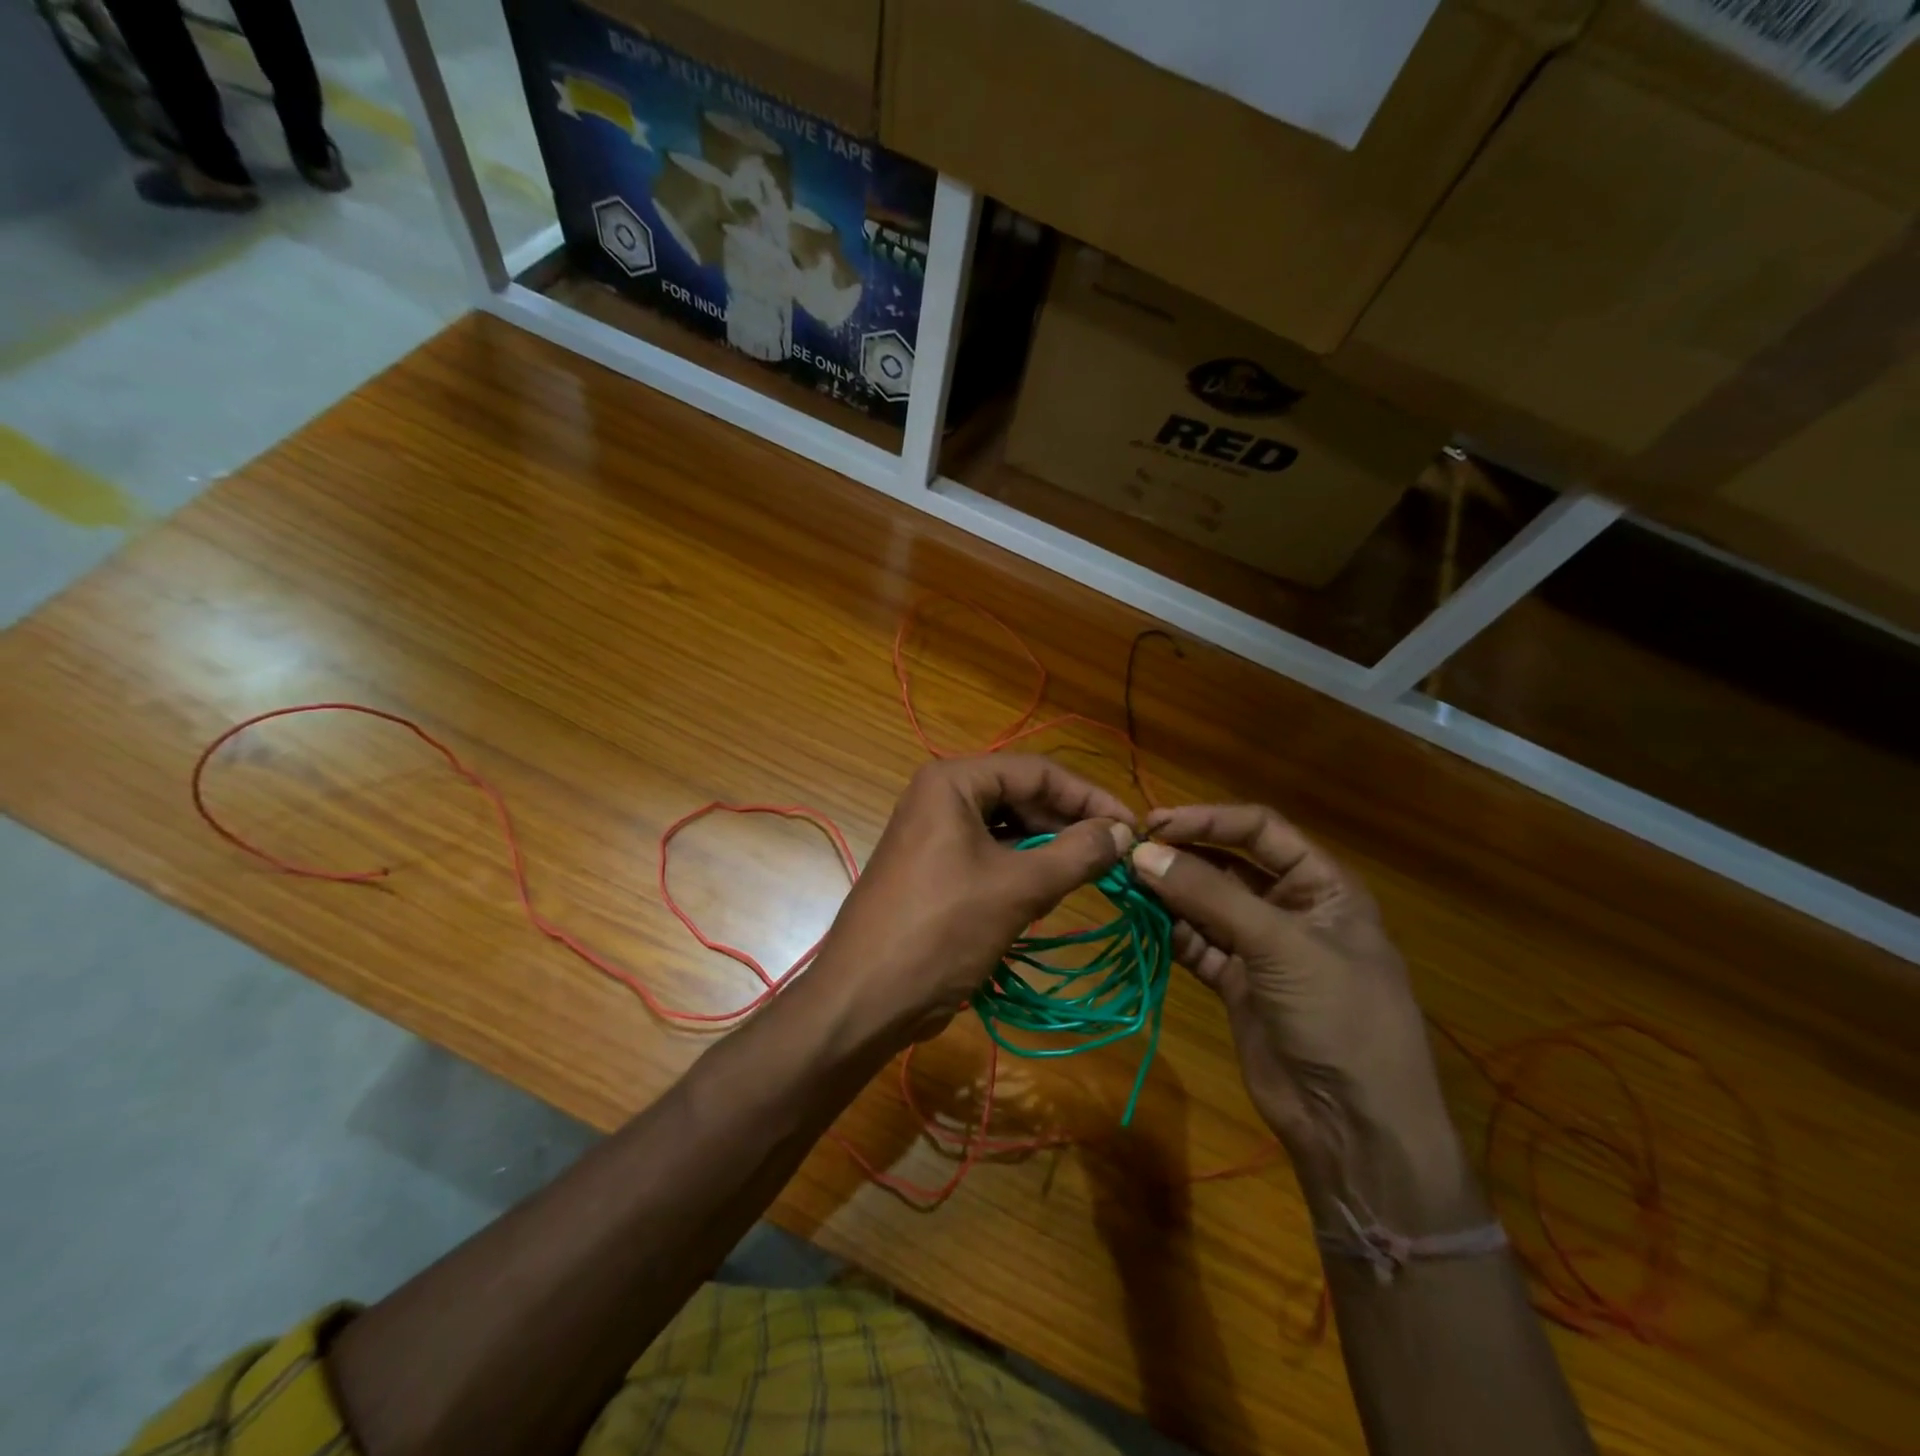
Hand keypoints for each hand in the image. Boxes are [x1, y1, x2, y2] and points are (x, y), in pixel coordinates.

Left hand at [811, 756, 1135, 1048]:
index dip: (1088, 796)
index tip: (1131, 825)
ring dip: (1049, 848)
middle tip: (1116, 853)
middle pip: (1021, 796)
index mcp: (952, 782)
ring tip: (1090, 872)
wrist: (866, 997)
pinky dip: (1023, 869)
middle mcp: (940, 797)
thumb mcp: (1018, 888)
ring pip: (1007, 828)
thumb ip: (1077, 854)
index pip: (1037, 772)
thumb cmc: (942, 930)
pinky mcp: (935, 869)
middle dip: (1068, 823)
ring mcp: (934, 834)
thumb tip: (1123, 832)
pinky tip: (1051, 890)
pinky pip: (990, 855)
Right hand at [1129, 805, 1474, 1228]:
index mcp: (1323, 885)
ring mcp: (1261, 947)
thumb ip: (1210, 895)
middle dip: (1182, 856)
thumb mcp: (1281, 945)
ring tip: (1123, 883)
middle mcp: (1290, 907)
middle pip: (1228, 864)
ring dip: (1168, 893)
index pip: (1260, 830)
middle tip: (1129, 853)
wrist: (1354, 1126)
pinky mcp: (1236, 982)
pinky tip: (1139, 920)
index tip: (1155, 824)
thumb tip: (1142, 853)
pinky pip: (1196, 943)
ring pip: (1206, 904)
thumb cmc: (1338, 1016)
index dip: (1209, 820)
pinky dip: (1168, 931)